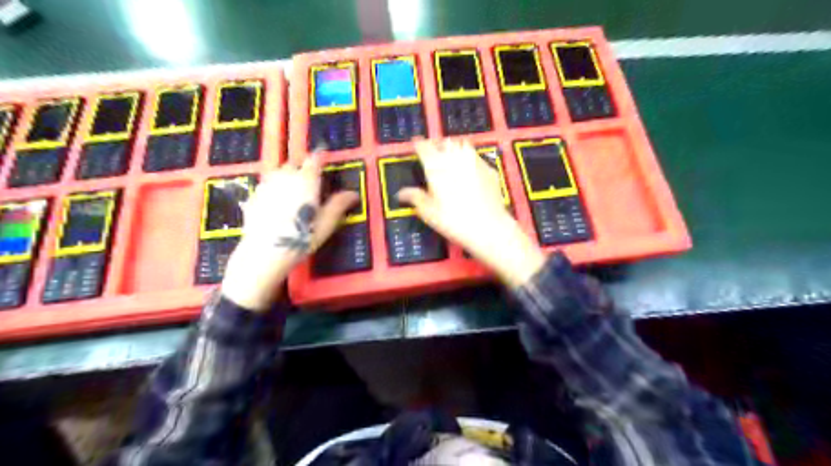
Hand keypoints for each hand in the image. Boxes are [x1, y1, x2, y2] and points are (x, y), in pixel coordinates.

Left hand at [222, 156, 358, 312]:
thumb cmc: (301, 237)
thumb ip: (339, 205)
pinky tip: (277, 202)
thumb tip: (354, 193)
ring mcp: (267, 185)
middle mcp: (286, 176)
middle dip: (303, 167)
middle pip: (294, 163)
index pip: (314, 159)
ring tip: (293, 189)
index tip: (323, 159)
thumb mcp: (326, 223)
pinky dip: (274, 187)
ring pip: (279, 171)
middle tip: (310, 180)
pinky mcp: (254, 195)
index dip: (320, 157)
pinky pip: (267, 184)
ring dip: (287, 175)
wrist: (265, 252)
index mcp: (306, 180)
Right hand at [400, 140, 548, 287]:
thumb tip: (401, 193)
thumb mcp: (428, 212)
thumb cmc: (453, 220)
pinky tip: (469, 172)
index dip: (418, 144)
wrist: (489, 226)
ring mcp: (475, 161)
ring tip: (451, 158)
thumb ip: (415, 197)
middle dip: (437, 145)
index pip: (424, 147)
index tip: (415, 143)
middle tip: (433, 153)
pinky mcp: (489, 169)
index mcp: (436, 165)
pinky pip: (476, 157)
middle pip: (444, 142)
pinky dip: (469, 160)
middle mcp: (455, 157)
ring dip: (454, 148)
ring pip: (462, 145)